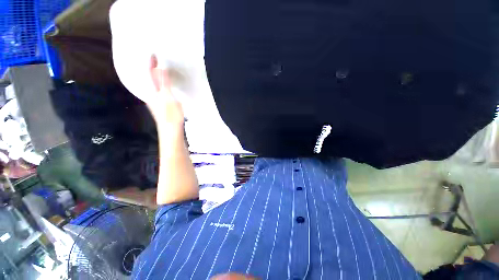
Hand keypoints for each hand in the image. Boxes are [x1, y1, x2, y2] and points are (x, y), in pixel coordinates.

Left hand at [148, 55, 184, 125]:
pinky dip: (162, 83)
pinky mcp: (162, 104)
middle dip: (152, 68)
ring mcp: (156, 99)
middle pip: (150, 78)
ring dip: (157, 75)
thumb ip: (164, 83)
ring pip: (154, 84)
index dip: (151, 64)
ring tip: (160, 68)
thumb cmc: (170, 114)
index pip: (150, 74)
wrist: (171, 130)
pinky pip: (159, 90)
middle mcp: (152, 93)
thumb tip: (159, 67)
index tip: (153, 53)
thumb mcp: (168, 97)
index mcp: (152, 91)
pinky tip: (166, 83)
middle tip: (156, 58)